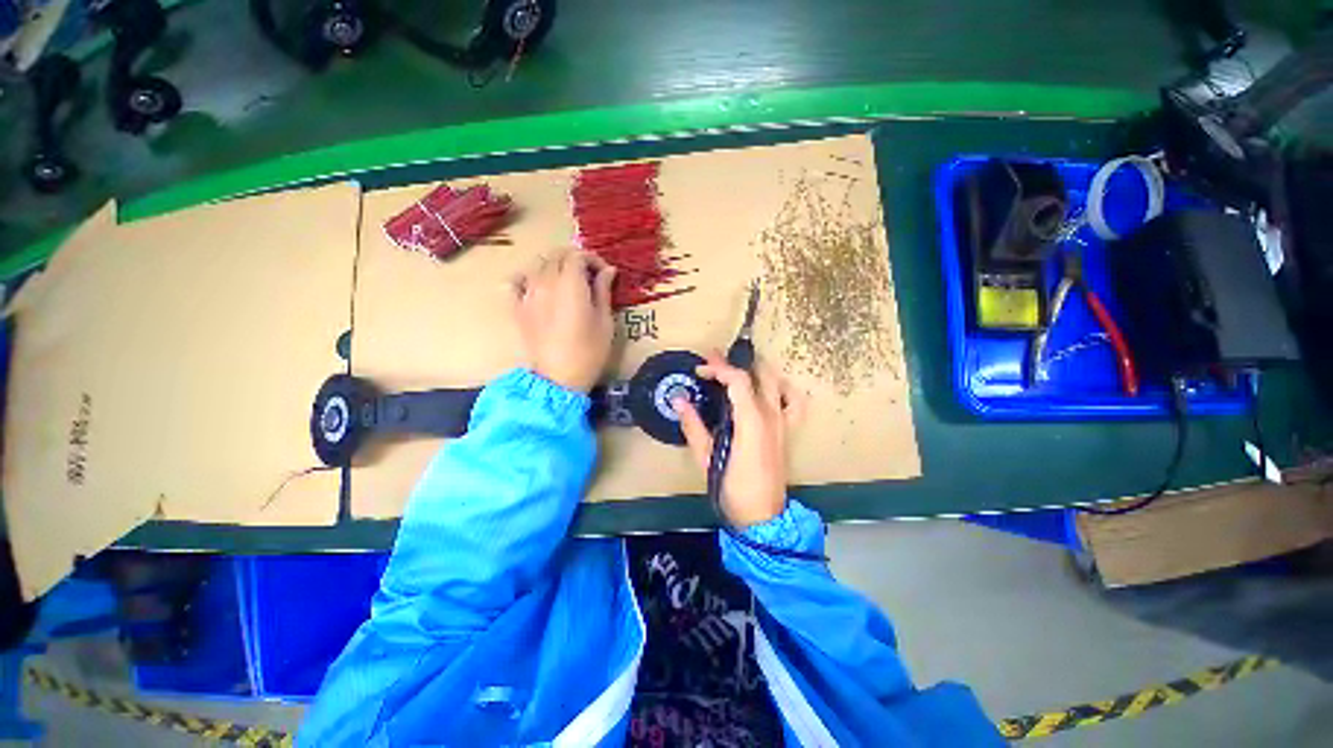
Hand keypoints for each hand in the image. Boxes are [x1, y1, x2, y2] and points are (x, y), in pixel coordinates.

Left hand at [513, 251, 616, 392]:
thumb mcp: (605, 322)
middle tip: (589, 275)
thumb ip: (603, 291)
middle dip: (574, 259)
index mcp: (570, 284)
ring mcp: (528, 294)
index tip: (604, 272)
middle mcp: (546, 282)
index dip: (592, 259)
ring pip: (538, 265)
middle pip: (556, 256)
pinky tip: (536, 285)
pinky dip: (526, 277)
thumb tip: (608, 270)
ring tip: (567, 281)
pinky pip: (516, 282)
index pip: (577, 255)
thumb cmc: (589, 352)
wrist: (558, 379)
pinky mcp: (517, 308)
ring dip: (554, 266)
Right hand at [674, 353, 807, 527]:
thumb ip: (693, 426)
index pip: (738, 381)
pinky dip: (783, 389)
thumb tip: (678, 400)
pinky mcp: (786, 430)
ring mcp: (782, 422)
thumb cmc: (732, 489)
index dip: (718, 369)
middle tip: (712, 362)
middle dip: (733, 365)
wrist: (763, 516)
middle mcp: (771, 416)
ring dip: (755, 370)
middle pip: (756, 376)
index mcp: (751, 422)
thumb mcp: (706, 458)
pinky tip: (769, 388)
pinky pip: (793, 402)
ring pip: (776, 383)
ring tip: (736, 370)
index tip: (700, 369)